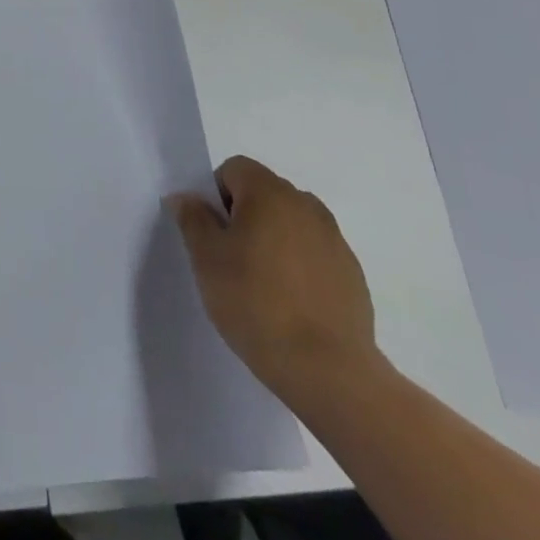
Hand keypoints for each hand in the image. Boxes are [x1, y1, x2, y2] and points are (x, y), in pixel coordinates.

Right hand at [168, 157, 379, 410]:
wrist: (328, 371)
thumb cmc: (255, 302)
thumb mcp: (206, 258)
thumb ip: (193, 218)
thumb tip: (187, 198)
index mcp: (270, 193)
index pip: (234, 169)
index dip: (216, 195)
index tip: (213, 234)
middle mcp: (307, 206)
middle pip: (264, 193)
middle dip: (244, 215)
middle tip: (231, 258)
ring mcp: (335, 241)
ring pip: (291, 224)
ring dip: (273, 239)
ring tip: (262, 283)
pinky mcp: (352, 275)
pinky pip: (314, 254)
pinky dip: (298, 266)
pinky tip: (291, 304)